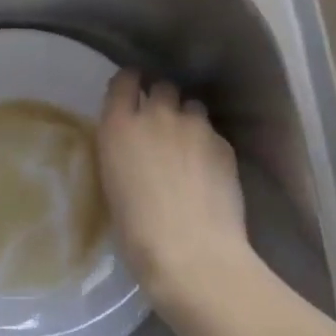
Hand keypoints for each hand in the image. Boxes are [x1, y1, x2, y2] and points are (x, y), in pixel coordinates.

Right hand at [97, 69, 254, 317]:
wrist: (192, 254)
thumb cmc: (136, 230)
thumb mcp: (112, 183)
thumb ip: (122, 151)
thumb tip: (133, 146)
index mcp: (119, 125)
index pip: (124, 81)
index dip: (130, 83)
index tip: (132, 90)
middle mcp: (157, 116)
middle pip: (163, 87)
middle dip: (162, 100)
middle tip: (161, 124)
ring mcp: (194, 127)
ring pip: (193, 106)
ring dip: (188, 119)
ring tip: (189, 145)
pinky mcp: (224, 144)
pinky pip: (213, 133)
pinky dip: (209, 144)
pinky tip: (208, 170)